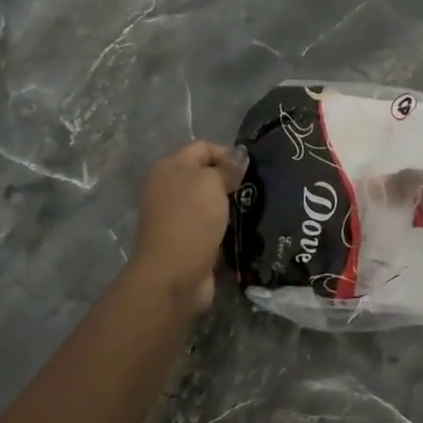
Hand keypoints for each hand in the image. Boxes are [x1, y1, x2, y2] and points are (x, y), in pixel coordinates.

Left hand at [130, 140, 246, 312]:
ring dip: (229, 206)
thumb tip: (238, 157)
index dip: (227, 153)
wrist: (174, 274)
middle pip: (204, 175)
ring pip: (208, 202)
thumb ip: (226, 168)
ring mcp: (175, 217)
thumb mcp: (212, 183)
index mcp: (169, 168)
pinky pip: (209, 226)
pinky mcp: (185, 241)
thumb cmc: (192, 219)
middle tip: (255, 190)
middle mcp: (167, 188)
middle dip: (230, 181)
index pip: (203, 147)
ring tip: (253, 210)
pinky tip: (244, 231)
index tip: (250, 169)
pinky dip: (224, 228)